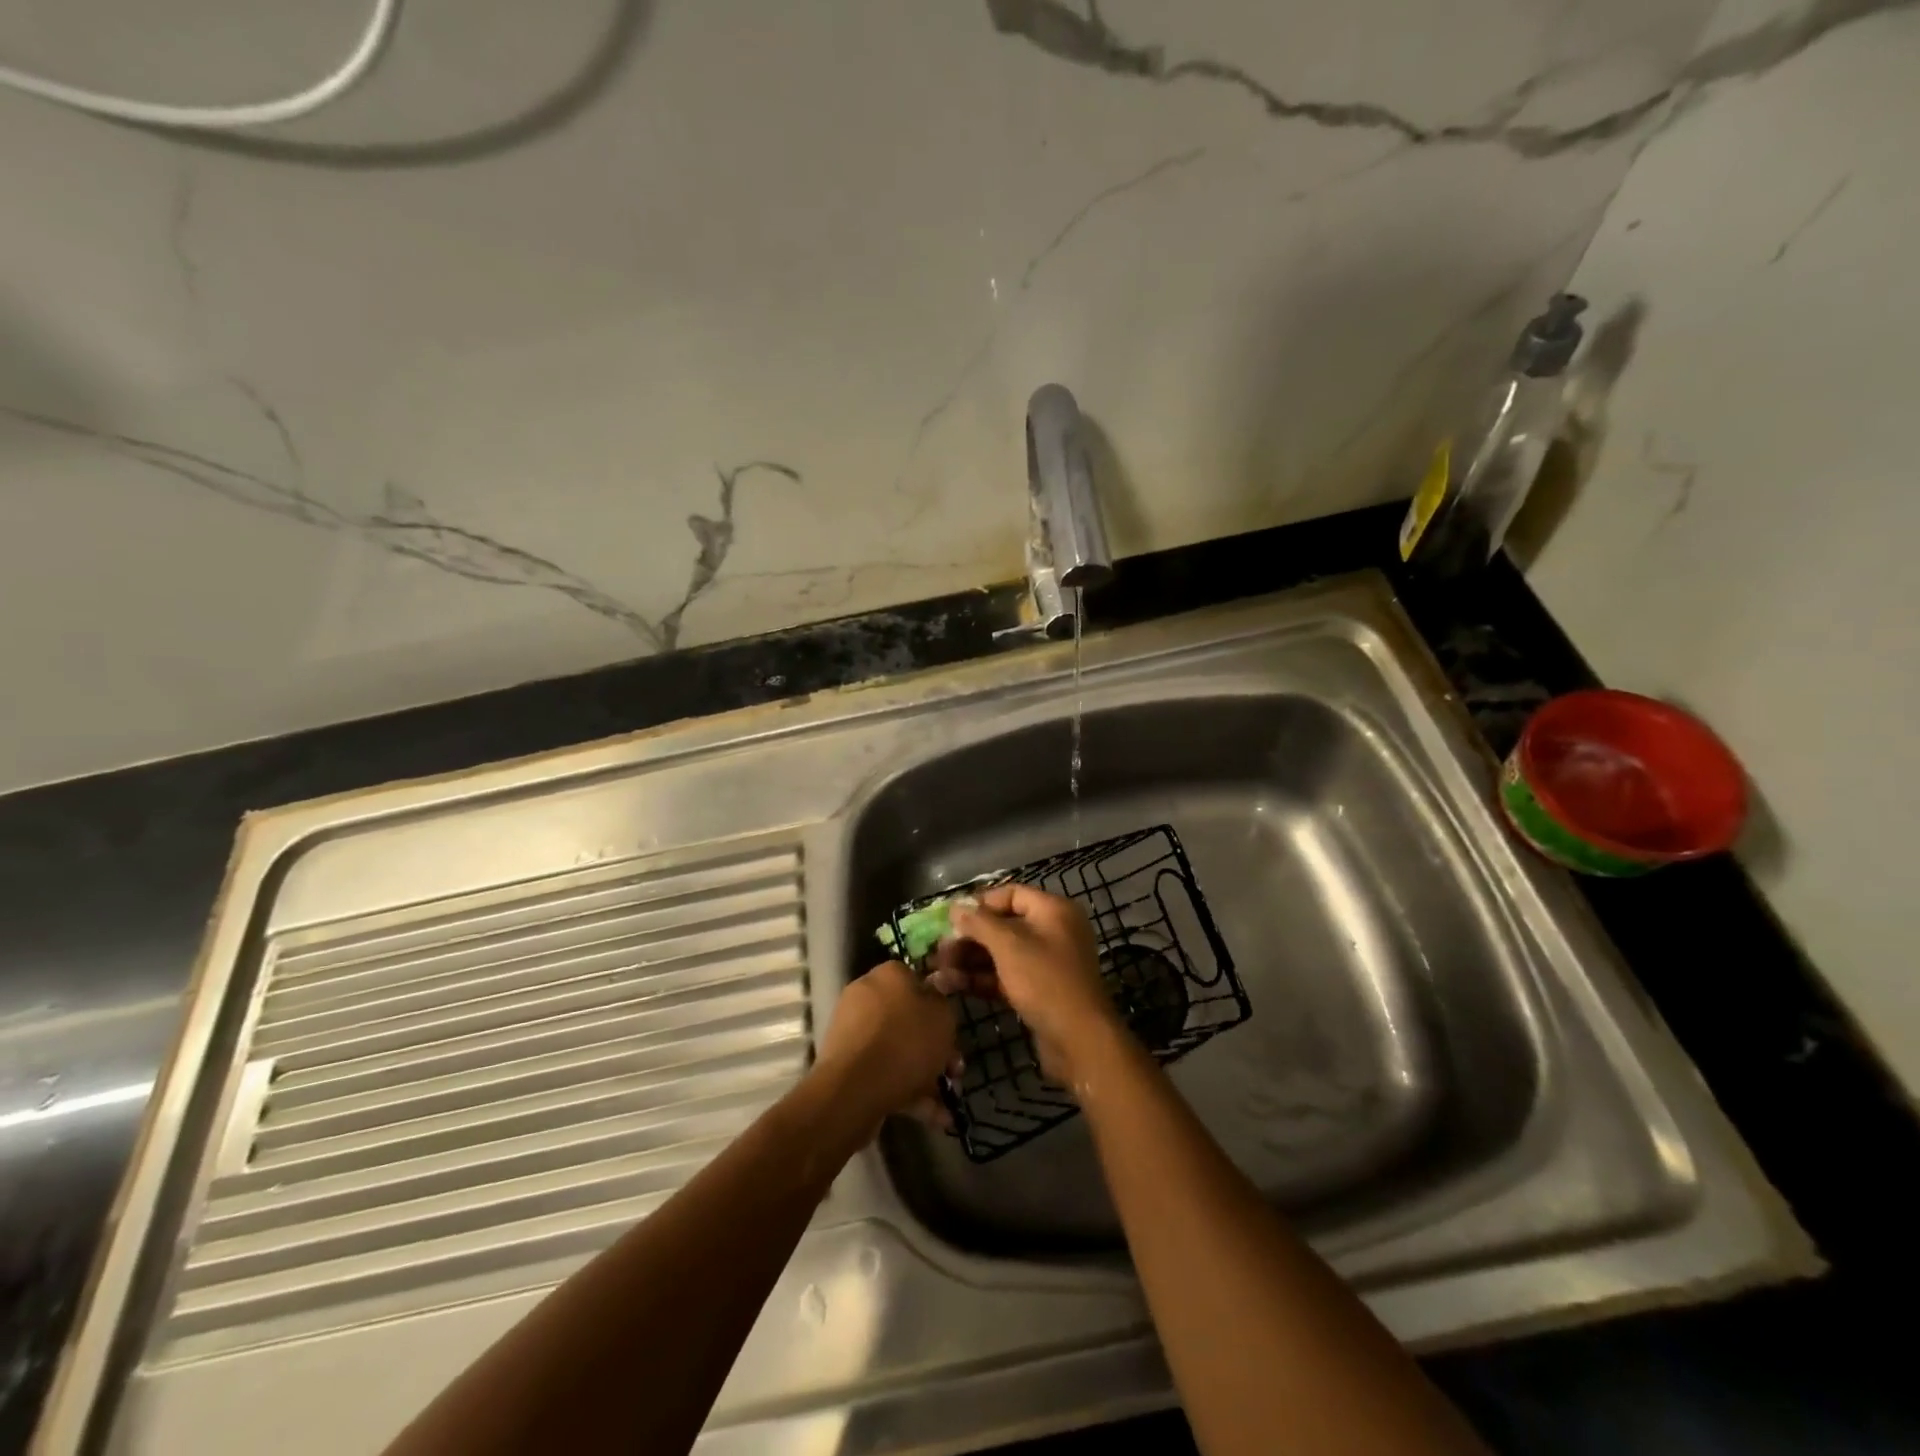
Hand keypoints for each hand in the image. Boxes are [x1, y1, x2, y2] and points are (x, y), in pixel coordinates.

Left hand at [815, 961, 960, 1131]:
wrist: (855, 1090)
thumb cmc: (906, 1042)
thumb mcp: (942, 1016)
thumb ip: (943, 1001)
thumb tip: (934, 993)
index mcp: (888, 975)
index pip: (916, 979)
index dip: (938, 1004)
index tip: (953, 1028)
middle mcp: (866, 996)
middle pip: (908, 1019)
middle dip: (935, 1047)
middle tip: (954, 1070)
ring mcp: (854, 1033)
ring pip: (897, 1049)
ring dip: (925, 1074)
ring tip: (948, 1101)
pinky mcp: (847, 1066)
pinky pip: (883, 1073)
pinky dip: (908, 1093)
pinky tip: (935, 1118)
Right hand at [937, 885, 1120, 1088]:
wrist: (1079, 1040)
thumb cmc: (1045, 980)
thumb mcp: (1008, 945)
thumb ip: (979, 923)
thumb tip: (956, 907)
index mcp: (1053, 911)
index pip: (1011, 894)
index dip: (980, 903)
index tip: (950, 917)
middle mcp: (1051, 932)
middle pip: (1003, 926)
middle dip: (969, 938)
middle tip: (939, 950)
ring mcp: (1045, 964)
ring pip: (1000, 954)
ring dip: (969, 960)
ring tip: (938, 971)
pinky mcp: (1038, 991)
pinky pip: (1005, 976)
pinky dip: (981, 979)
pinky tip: (952, 985)